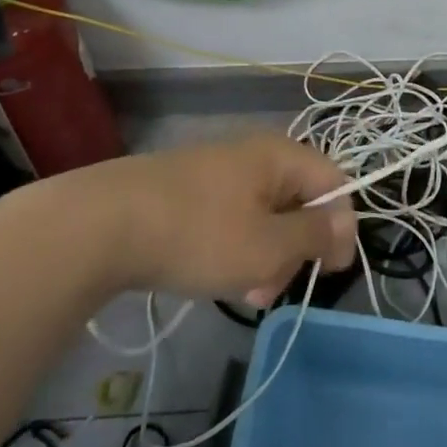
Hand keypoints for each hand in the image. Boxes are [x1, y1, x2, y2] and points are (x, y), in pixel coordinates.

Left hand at [69, 134, 356, 303]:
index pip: (335, 183)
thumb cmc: (199, 234)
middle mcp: (254, 155)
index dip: (341, 227)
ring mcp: (218, 171)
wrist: (102, 225)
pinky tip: (213, 276)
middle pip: (299, 201)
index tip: (330, 272)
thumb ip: (314, 235)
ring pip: (264, 215)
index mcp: (280, 156)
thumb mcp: (268, 245)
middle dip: (295, 249)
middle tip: (272, 287)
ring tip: (241, 291)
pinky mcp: (189, 191)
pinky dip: (233, 249)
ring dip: (264, 256)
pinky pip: (231, 218)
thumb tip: (344, 225)